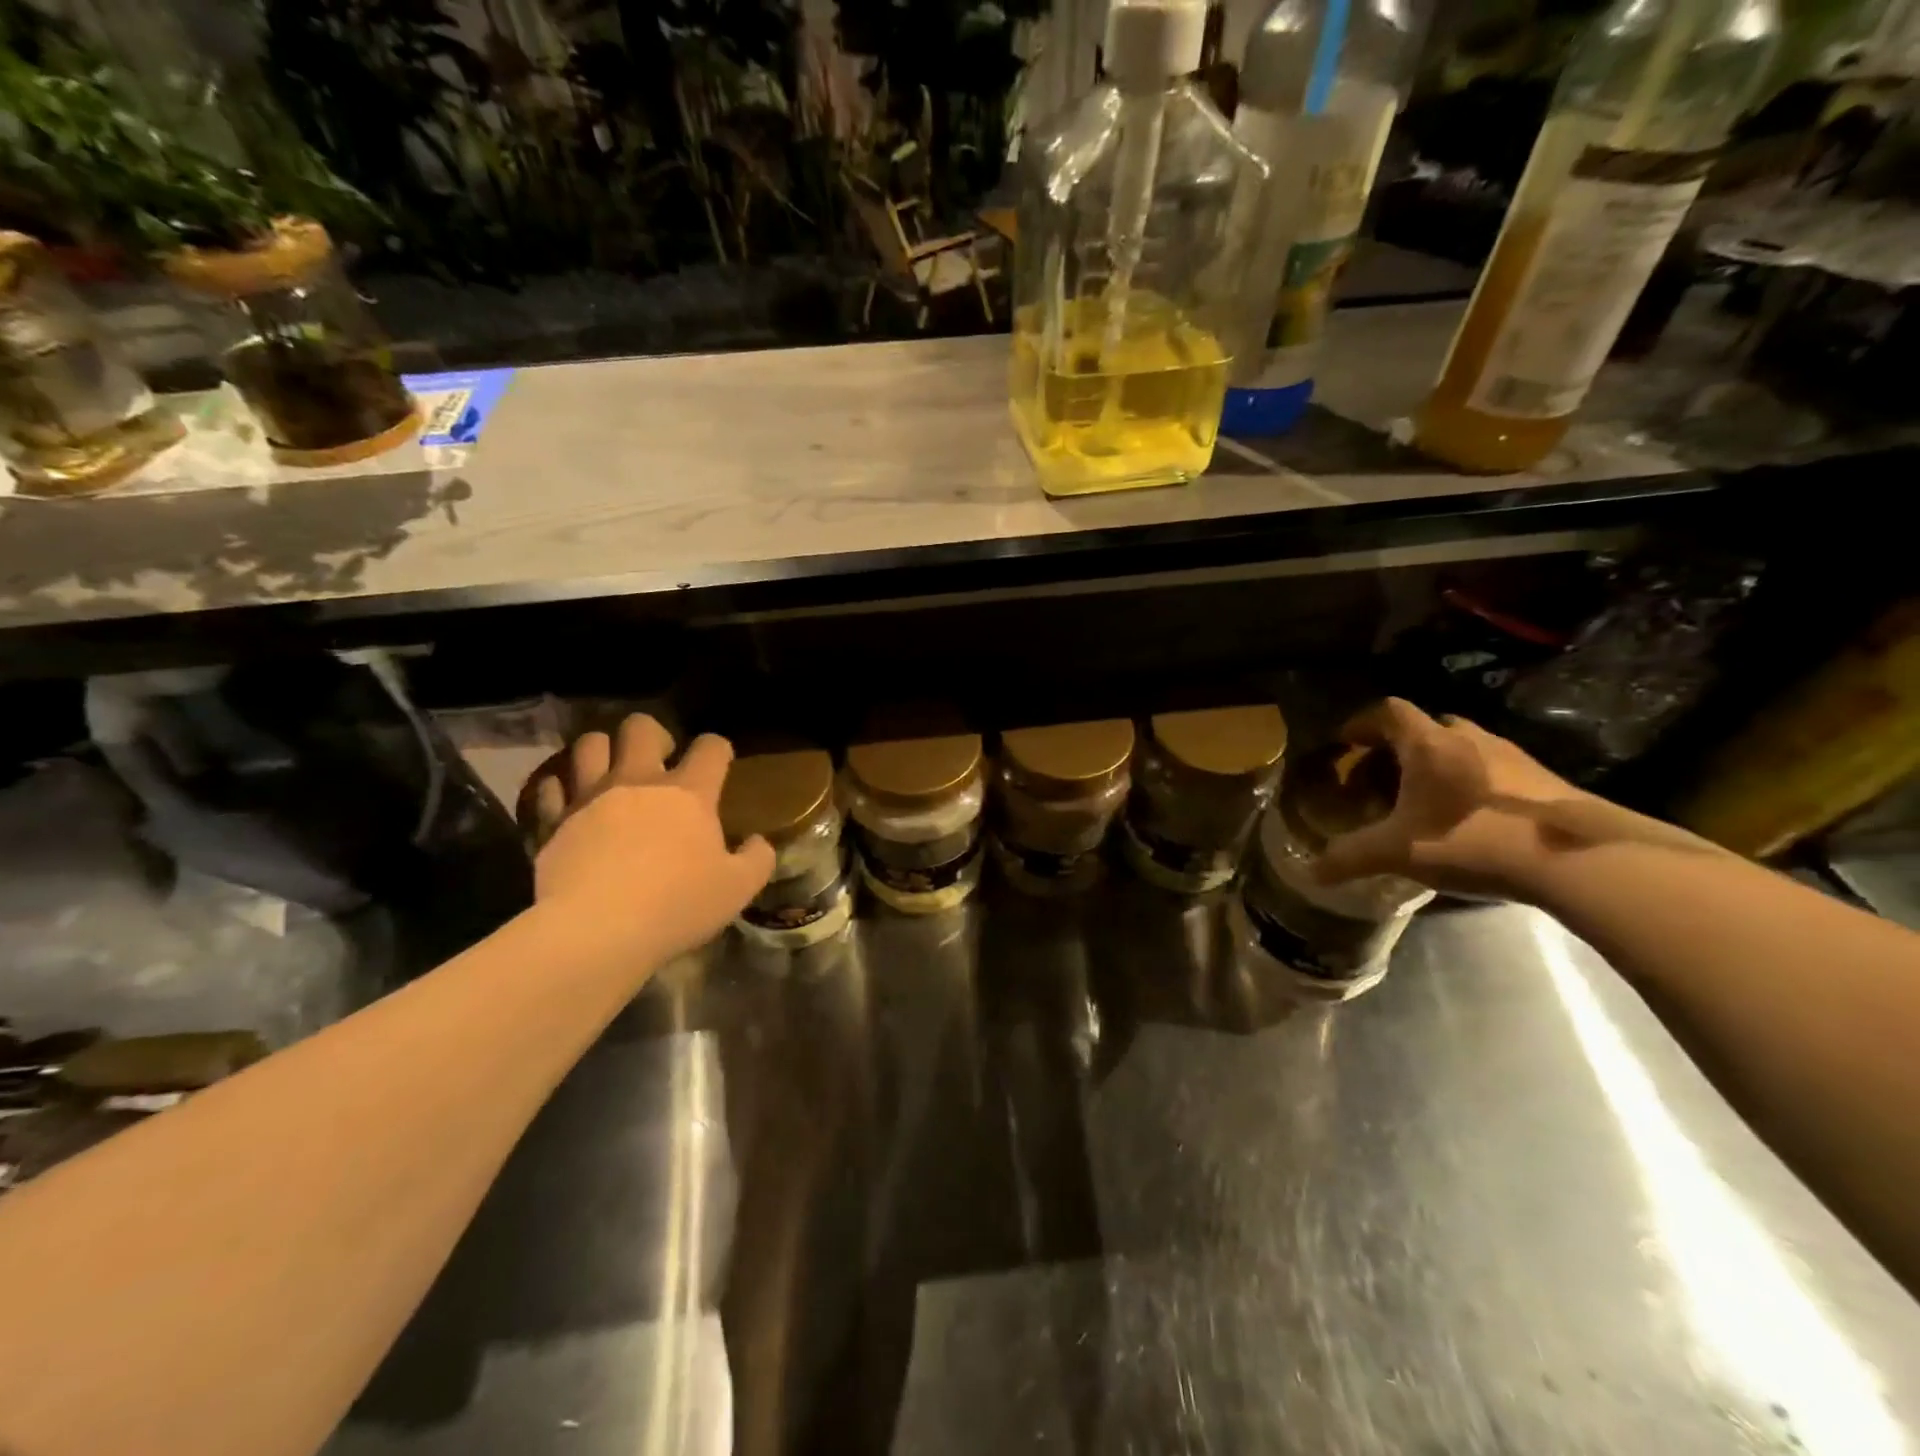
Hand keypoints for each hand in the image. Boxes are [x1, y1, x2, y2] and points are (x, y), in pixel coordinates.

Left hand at [519, 715, 773, 960]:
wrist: (597, 931)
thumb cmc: (677, 906)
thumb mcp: (738, 889)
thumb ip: (757, 859)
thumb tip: (758, 842)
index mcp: (689, 793)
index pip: (711, 747)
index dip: (718, 750)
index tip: (720, 765)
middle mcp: (639, 782)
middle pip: (640, 728)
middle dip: (653, 735)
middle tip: (660, 760)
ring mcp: (591, 797)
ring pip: (590, 745)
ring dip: (603, 750)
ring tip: (611, 771)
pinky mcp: (554, 821)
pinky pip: (551, 787)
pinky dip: (560, 788)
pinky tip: (569, 800)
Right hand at [1314, 699, 1594, 898]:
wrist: (1577, 858)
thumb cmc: (1472, 839)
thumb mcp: (1397, 852)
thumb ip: (1349, 857)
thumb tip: (1310, 872)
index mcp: (1427, 743)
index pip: (1387, 711)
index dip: (1361, 723)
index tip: (1345, 743)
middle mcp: (1467, 737)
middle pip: (1425, 726)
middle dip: (1398, 747)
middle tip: (1382, 777)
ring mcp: (1511, 756)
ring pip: (1461, 746)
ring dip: (1438, 764)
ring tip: (1425, 800)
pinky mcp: (1542, 781)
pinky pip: (1492, 770)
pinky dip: (1471, 784)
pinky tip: (1469, 820)